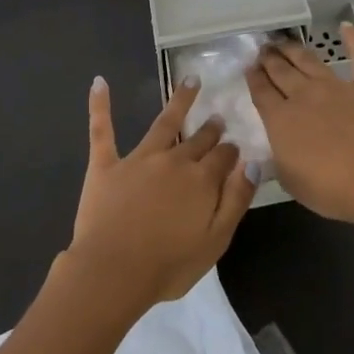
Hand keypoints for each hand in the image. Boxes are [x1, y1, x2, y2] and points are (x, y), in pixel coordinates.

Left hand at [66, 76, 256, 312]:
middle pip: (198, 139)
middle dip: (210, 129)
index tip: (235, 148)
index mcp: (201, 180)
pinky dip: (100, 105)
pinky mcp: (106, 165)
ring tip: (190, 80)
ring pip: (164, 123)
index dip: (231, 152)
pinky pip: (102, 130)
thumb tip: (254, 163)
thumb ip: (236, 200)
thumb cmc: (168, 265)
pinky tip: (99, 83)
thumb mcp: (216, 241)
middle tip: (217, 118)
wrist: (113, 272)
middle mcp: (174, 161)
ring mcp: (138, 159)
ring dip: (180, 100)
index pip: (223, 157)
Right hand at [247, 24, 353, 225]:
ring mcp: (336, 86)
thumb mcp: (288, 179)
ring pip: (309, 61)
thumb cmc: (328, 189)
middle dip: (269, 59)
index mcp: (280, 118)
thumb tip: (273, 146)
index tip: (248, 67)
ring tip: (283, 42)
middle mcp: (304, 94)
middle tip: (263, 49)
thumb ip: (278, 157)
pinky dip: (353, 40)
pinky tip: (346, 26)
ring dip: (294, 50)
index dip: (253, 77)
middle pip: (281, 71)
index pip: (261, 91)